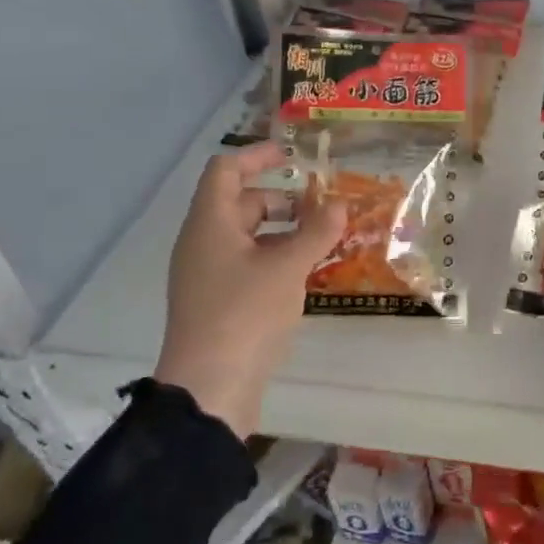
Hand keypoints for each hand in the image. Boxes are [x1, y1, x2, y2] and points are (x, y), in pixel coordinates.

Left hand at [155, 143, 346, 435]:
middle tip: (325, 205)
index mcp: (209, 224)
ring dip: (286, 230)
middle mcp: (203, 243)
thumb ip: (316, 232)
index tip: (294, 155)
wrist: (210, 387)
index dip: (258, 156)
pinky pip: (250, 263)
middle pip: (242, 202)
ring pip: (249, 235)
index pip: (226, 170)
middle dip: (285, 199)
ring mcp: (209, 274)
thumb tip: (340, 204)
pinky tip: (308, 270)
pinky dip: (278, 257)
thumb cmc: (245, 314)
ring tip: (326, 237)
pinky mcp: (219, 301)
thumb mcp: (287, 268)